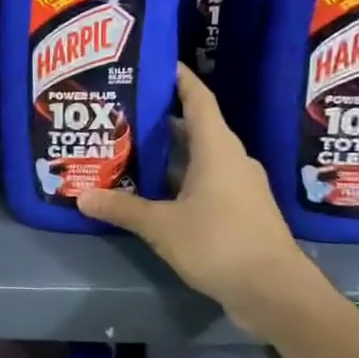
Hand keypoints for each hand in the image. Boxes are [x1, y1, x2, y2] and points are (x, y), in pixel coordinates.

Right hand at [77, 66, 312, 334]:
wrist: (276, 293)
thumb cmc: (220, 243)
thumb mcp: (162, 226)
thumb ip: (122, 208)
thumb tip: (82, 197)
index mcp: (217, 149)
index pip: (198, 99)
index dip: (179, 79)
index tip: (155, 64)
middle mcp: (231, 160)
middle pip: (194, 128)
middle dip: (160, 119)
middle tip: (122, 112)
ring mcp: (239, 187)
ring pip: (198, 158)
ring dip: (167, 154)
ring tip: (128, 149)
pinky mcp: (240, 212)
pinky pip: (204, 183)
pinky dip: (178, 180)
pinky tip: (151, 191)